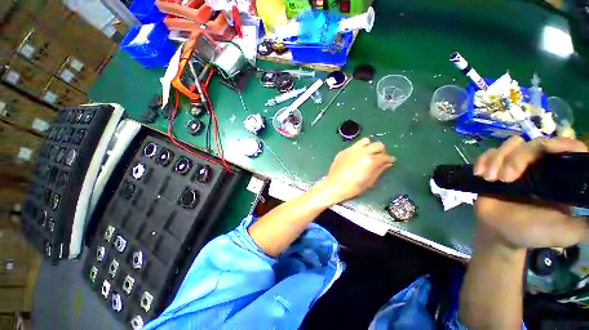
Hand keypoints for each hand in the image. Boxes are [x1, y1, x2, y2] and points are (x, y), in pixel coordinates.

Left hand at [317, 137, 394, 205]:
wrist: (333, 185)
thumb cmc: (352, 187)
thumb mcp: (369, 181)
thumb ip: (379, 170)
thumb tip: (388, 163)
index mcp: (369, 160)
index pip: (384, 156)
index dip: (389, 159)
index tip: (390, 161)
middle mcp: (361, 152)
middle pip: (377, 145)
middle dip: (381, 151)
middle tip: (379, 158)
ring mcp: (351, 150)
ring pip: (365, 141)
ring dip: (369, 147)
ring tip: (368, 155)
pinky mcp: (343, 151)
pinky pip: (354, 146)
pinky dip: (359, 149)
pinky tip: (356, 157)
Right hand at [473, 136, 588, 248]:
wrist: (500, 233)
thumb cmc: (533, 232)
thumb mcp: (566, 232)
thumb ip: (586, 224)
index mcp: (558, 176)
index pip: (565, 148)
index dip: (558, 144)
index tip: (547, 151)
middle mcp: (539, 166)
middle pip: (533, 144)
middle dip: (517, 157)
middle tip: (506, 178)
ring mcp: (515, 166)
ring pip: (510, 145)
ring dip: (497, 159)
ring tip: (491, 178)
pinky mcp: (494, 168)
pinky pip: (489, 153)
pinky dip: (483, 160)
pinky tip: (480, 173)